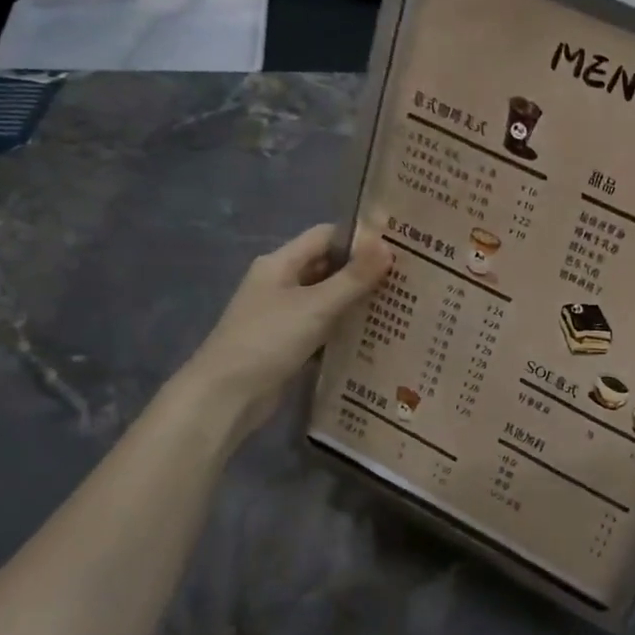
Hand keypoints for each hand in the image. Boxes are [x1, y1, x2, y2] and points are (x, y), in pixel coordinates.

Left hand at [178, 224, 392, 434]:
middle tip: (408, 277)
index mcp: (280, 264)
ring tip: (401, 303)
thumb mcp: (316, 306)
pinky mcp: (289, 344)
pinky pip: (324, 327)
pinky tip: (376, 334)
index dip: (359, 238)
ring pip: (328, 299)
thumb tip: (387, 245)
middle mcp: (280, 284)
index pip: (325, 237)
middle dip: (364, 271)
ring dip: (358, 301)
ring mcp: (283, 315)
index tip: (398, 246)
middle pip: (328, 267)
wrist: (226, 397)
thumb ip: (354, 277)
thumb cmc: (268, 340)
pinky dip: (346, 328)